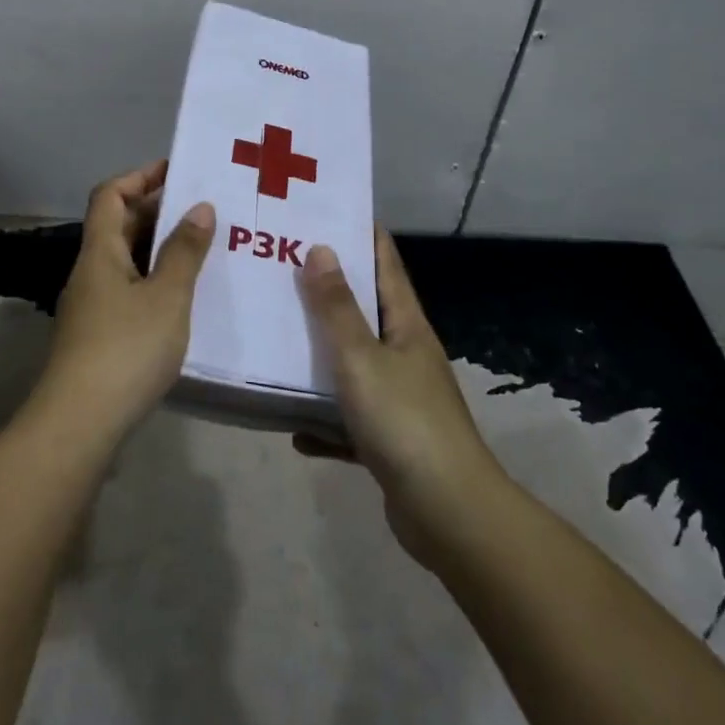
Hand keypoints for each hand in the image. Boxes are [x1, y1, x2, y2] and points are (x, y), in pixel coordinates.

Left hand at [37, 160, 215, 442]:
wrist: (80, 424)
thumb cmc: (126, 349)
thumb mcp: (166, 296)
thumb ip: (184, 251)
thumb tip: (200, 207)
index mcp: (100, 252)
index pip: (110, 195)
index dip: (140, 177)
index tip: (177, 170)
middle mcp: (91, 272)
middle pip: (118, 226)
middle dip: (157, 210)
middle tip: (204, 208)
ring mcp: (92, 305)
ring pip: (126, 260)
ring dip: (160, 247)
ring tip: (204, 246)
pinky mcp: (99, 335)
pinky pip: (130, 289)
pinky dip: (156, 280)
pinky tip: (185, 295)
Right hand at [295, 230, 502, 564]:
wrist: (448, 513)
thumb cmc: (404, 422)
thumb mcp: (361, 359)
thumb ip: (337, 308)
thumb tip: (321, 249)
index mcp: (407, 326)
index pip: (386, 264)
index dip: (362, 234)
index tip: (327, 211)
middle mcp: (406, 354)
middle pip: (365, 311)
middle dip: (327, 290)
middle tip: (281, 268)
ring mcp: (400, 398)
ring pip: (353, 365)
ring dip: (320, 355)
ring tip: (276, 338)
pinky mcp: (390, 439)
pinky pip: (348, 419)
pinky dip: (324, 420)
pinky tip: (294, 427)